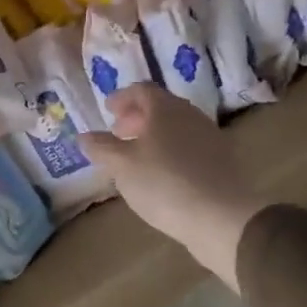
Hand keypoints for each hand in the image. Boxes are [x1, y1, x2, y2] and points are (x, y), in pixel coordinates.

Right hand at [76, 85, 262, 290]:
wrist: (221, 217)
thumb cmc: (163, 183)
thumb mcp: (121, 166)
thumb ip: (101, 147)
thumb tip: (84, 136)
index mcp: (165, 109)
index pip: (141, 90)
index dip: (122, 98)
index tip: (107, 110)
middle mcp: (191, 115)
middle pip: (161, 107)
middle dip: (137, 117)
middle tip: (119, 133)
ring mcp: (210, 138)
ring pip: (177, 128)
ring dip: (154, 136)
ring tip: (137, 157)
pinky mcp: (222, 162)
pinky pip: (190, 147)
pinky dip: (171, 152)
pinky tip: (162, 175)